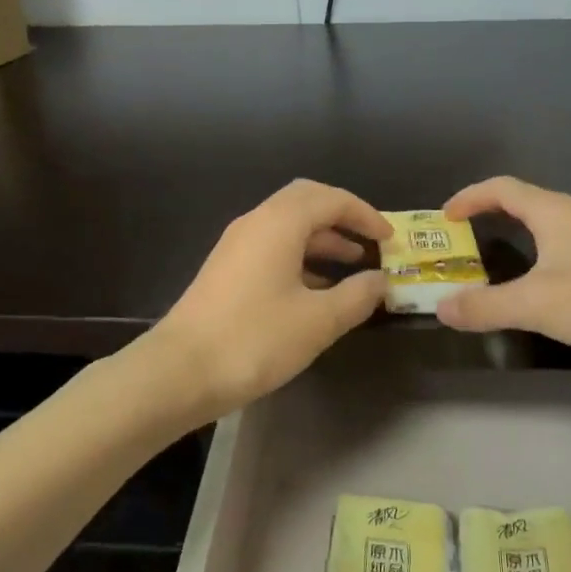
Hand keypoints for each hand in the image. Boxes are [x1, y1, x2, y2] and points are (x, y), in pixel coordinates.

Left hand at [145, 179, 390, 420]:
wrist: (180, 372)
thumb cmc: (255, 339)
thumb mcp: (318, 321)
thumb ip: (356, 296)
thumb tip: (380, 280)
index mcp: (279, 223)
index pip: (330, 199)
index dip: (365, 214)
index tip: (390, 239)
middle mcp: (255, 223)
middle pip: (306, 201)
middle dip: (342, 218)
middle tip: (371, 242)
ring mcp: (236, 245)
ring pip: (288, 226)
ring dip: (323, 239)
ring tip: (353, 267)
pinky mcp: (227, 270)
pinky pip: (273, 247)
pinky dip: (301, 257)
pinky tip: (316, 289)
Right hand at [435, 176, 570, 369]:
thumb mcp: (536, 305)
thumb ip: (485, 306)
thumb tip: (442, 308)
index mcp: (553, 212)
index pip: (501, 188)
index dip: (469, 198)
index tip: (444, 219)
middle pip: (522, 204)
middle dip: (486, 218)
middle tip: (460, 244)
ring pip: (544, 229)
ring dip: (513, 240)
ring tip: (490, 267)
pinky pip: (561, 251)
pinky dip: (536, 261)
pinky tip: (538, 291)